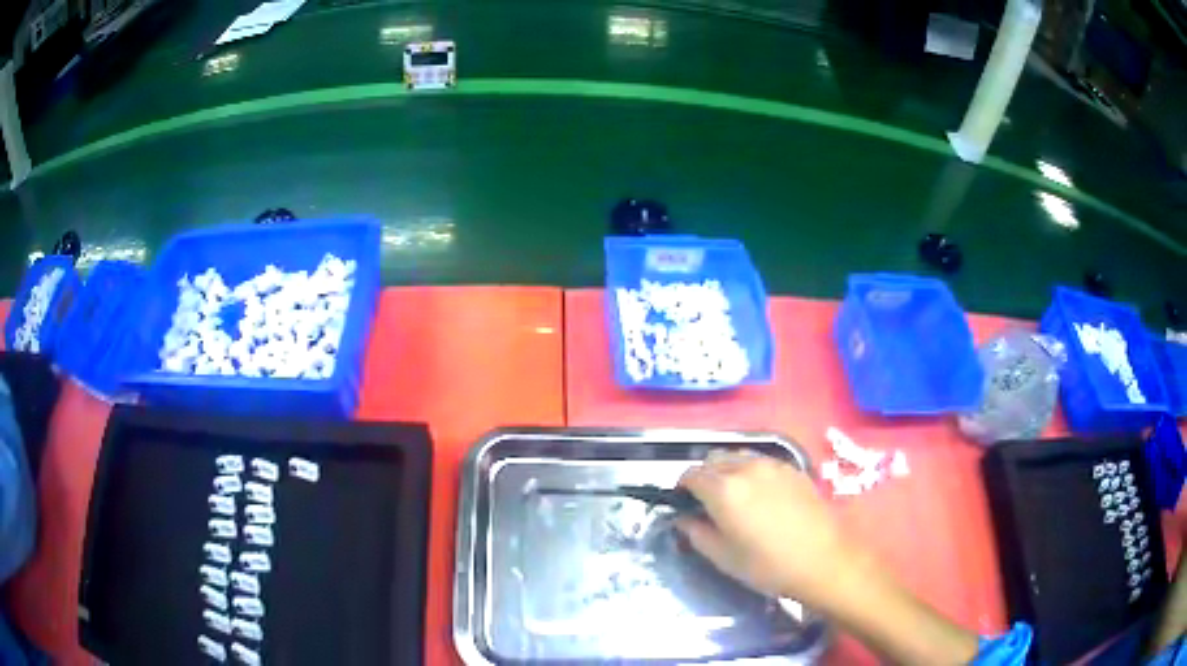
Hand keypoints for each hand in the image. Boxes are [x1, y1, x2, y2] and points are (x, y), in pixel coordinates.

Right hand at [677, 450, 862, 609]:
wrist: (822, 560)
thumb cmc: (768, 565)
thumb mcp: (723, 557)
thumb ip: (696, 533)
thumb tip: (685, 519)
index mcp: (724, 489)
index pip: (690, 475)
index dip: (682, 488)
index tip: (683, 504)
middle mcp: (746, 467)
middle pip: (713, 460)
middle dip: (704, 477)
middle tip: (707, 503)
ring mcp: (773, 464)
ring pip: (738, 457)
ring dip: (728, 471)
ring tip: (735, 497)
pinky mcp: (793, 468)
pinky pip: (762, 462)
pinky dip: (751, 472)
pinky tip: (761, 496)